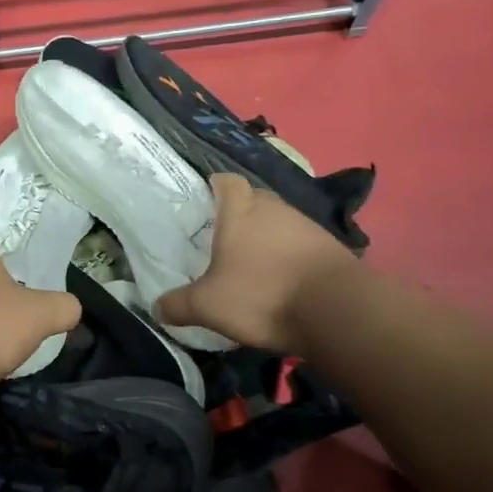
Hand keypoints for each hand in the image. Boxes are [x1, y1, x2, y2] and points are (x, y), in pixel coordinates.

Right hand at [157, 174, 356, 351]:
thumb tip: (155, 309)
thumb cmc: (262, 295)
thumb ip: (178, 305)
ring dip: (266, 236)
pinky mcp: (331, 247)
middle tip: (221, 237)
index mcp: (241, 210)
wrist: (337, 311)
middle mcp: (275, 208)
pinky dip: (289, 255)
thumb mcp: (208, 306)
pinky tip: (281, 279)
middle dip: (239, 214)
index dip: (214, 186)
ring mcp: (307, 225)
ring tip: (251, 262)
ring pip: (279, 221)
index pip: (226, 181)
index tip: (204, 200)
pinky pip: (301, 243)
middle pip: (253, 199)